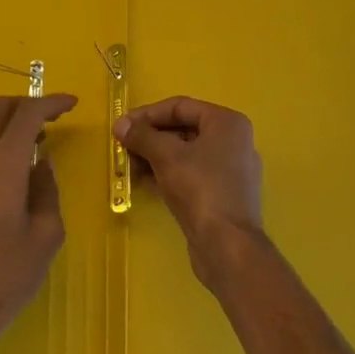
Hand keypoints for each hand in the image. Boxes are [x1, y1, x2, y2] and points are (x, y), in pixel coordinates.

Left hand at [0, 93, 76, 353]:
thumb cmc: (6, 276)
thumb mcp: (46, 235)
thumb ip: (46, 190)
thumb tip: (40, 165)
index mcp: (3, 164)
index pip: (27, 114)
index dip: (51, 102)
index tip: (71, 104)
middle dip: (25, 105)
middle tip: (49, 119)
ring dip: (5, 125)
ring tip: (30, 146)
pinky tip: (4, 175)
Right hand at [114, 96, 263, 290]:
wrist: (228, 247)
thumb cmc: (200, 189)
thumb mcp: (166, 156)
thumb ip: (142, 136)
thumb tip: (120, 125)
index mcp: (227, 123)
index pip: (181, 106)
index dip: (148, 114)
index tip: (122, 126)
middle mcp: (234, 141)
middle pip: (184, 129)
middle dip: (151, 137)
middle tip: (123, 146)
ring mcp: (231, 170)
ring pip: (186, 153)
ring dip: (156, 156)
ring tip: (129, 165)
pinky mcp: (224, 195)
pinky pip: (192, 174)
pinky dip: (168, 173)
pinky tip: (145, 181)